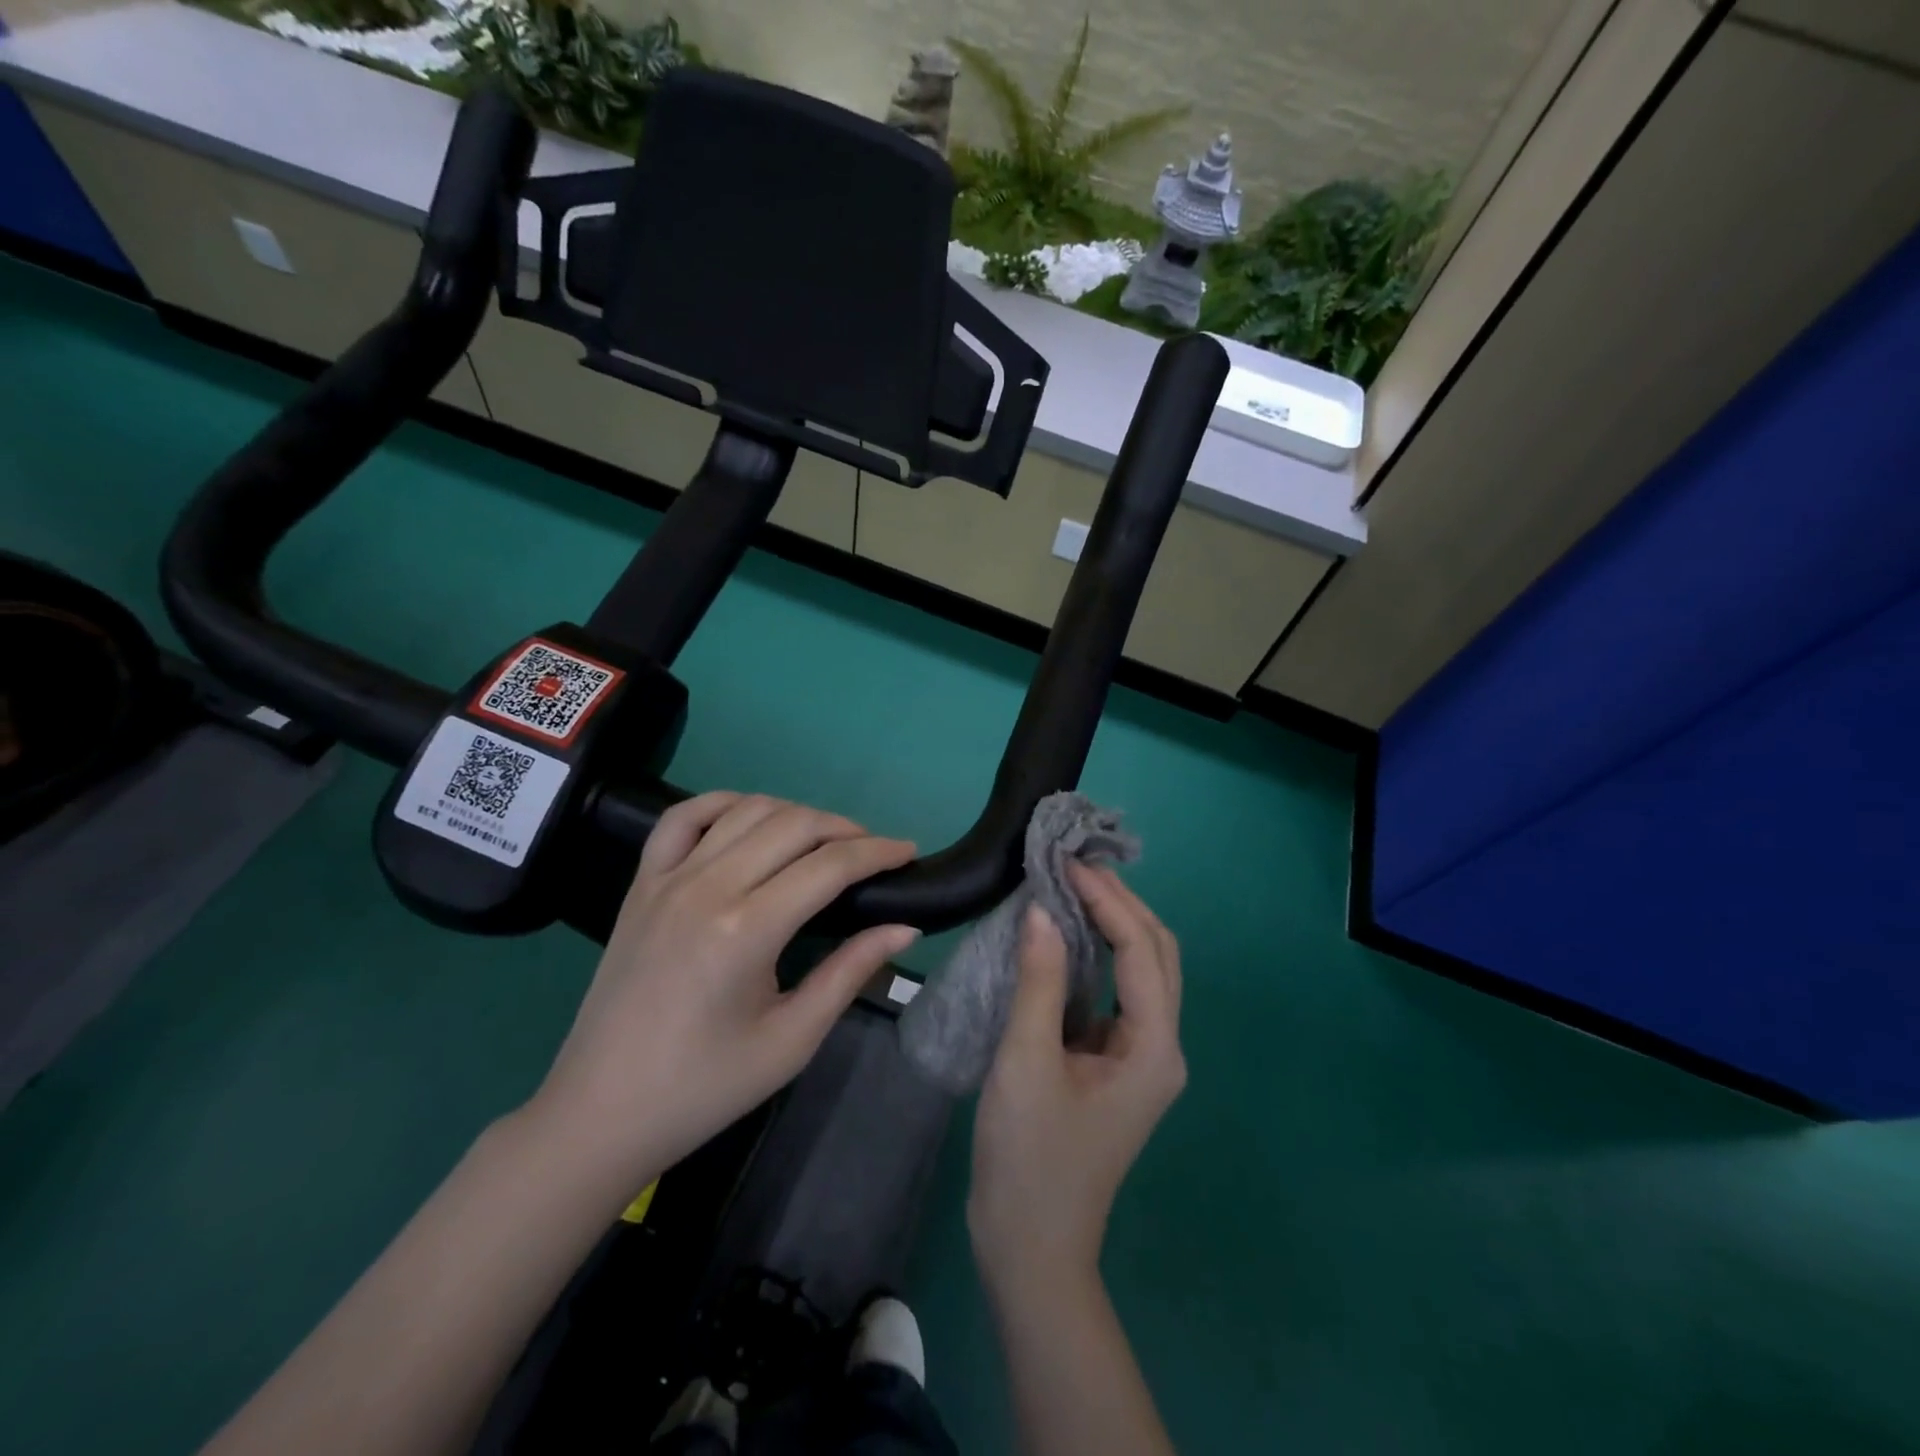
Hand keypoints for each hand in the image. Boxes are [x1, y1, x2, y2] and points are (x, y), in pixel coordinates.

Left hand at [527, 792, 919, 1189]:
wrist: (602, 1111)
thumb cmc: (706, 1086)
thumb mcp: (792, 1040)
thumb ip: (850, 973)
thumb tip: (904, 927)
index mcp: (747, 930)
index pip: (830, 866)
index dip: (878, 852)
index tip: (909, 852)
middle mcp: (707, 887)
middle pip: (794, 824)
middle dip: (845, 829)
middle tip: (873, 853)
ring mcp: (668, 878)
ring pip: (746, 810)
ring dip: (796, 813)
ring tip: (824, 840)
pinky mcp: (642, 883)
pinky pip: (683, 817)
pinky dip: (725, 802)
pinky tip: (751, 816)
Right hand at [968, 864, 1185, 1294]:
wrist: (1030, 1248)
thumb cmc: (1029, 1157)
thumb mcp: (1026, 1062)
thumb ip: (1039, 981)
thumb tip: (1043, 910)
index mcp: (1153, 1048)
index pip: (1141, 950)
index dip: (1107, 901)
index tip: (1067, 864)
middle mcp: (1161, 1046)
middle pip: (1157, 954)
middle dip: (1122, 903)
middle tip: (1074, 865)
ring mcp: (1142, 1057)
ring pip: (1142, 971)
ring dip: (1114, 925)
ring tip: (1073, 886)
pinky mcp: (1117, 1064)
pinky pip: (1116, 993)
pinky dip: (1098, 955)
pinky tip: (1065, 937)